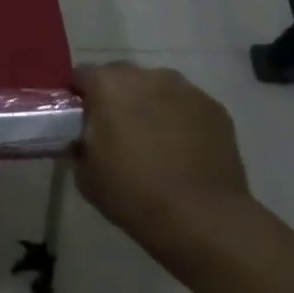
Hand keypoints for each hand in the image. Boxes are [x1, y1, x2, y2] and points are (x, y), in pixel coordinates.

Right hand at [71, 63, 252, 264]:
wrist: (202, 218)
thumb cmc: (133, 193)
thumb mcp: (85, 173)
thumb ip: (80, 144)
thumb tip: (84, 138)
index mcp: (108, 85)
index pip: (82, 75)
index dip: (79, 96)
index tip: (80, 119)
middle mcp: (146, 76)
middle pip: (121, 75)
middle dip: (115, 95)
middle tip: (115, 128)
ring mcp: (185, 89)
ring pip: (156, 87)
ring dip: (149, 103)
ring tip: (153, 138)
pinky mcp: (214, 108)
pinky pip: (186, 104)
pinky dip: (179, 118)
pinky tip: (182, 148)